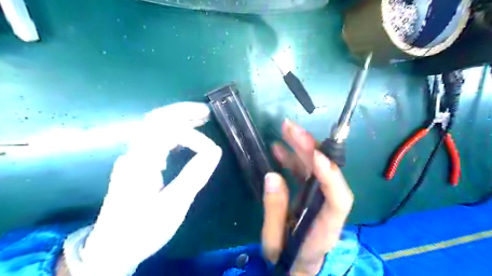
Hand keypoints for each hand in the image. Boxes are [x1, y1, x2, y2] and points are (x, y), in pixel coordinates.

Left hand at [63, 102, 221, 275]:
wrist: (111, 250)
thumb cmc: (143, 230)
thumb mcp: (173, 205)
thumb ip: (194, 176)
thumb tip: (215, 151)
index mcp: (141, 162)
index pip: (168, 132)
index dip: (194, 138)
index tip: (212, 152)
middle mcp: (134, 154)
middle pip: (156, 120)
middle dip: (182, 112)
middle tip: (206, 111)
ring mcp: (133, 157)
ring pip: (154, 127)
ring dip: (178, 119)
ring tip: (200, 118)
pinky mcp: (136, 164)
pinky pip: (155, 139)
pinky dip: (173, 131)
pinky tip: (186, 135)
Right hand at [261, 120, 353, 275]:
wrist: (297, 265)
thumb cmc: (288, 257)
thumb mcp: (274, 241)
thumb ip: (274, 210)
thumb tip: (272, 176)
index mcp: (325, 226)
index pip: (339, 199)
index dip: (331, 176)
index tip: (316, 156)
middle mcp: (327, 207)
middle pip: (327, 173)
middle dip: (311, 148)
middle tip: (292, 129)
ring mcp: (319, 197)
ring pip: (316, 167)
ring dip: (301, 147)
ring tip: (285, 131)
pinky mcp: (310, 193)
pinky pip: (305, 171)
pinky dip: (293, 158)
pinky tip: (279, 149)